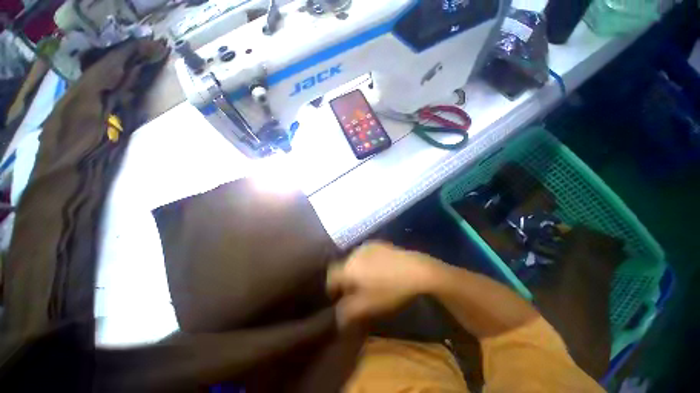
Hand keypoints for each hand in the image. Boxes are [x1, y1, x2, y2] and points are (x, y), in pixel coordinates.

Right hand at [326, 241, 441, 327]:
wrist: (416, 270)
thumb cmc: (390, 289)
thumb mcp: (368, 306)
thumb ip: (347, 312)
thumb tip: (337, 316)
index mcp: (348, 268)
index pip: (330, 277)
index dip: (332, 289)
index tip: (338, 299)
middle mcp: (354, 253)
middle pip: (343, 268)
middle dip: (346, 280)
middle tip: (356, 292)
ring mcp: (367, 246)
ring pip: (354, 260)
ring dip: (356, 271)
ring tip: (369, 281)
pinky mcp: (378, 243)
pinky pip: (365, 254)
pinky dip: (366, 263)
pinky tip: (379, 270)